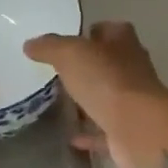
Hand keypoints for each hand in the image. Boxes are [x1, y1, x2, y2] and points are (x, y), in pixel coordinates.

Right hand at [23, 21, 167, 167]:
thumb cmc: (106, 80)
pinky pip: (104, 130)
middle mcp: (132, 69)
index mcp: (123, 43)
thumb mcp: (70, 54)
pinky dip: (90, 133)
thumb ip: (49, 47)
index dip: (91, 32)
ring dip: (89, 100)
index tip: (69, 41)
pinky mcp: (127, 131)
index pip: (109, 30)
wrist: (137, 127)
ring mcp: (132, 102)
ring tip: (62, 103)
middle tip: (59, 72)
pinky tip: (71, 137)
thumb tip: (30, 44)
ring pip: (107, 97)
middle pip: (108, 63)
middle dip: (88, 67)